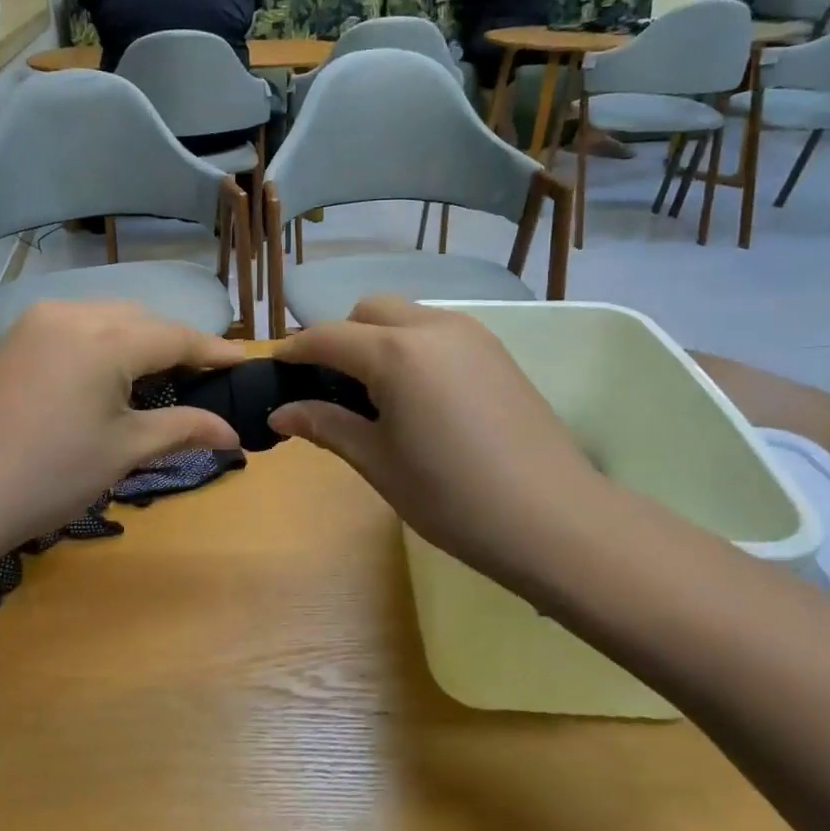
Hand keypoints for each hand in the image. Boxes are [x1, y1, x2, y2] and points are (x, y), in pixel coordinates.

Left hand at [0, 303, 243, 561]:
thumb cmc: (48, 476)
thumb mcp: (123, 451)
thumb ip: (182, 428)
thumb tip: (232, 433)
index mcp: (105, 338)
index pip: (176, 336)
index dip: (214, 351)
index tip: (245, 362)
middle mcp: (72, 314)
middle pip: (143, 320)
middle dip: (177, 344)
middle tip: (205, 376)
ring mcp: (37, 321)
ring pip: (108, 316)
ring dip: (140, 338)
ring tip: (162, 373)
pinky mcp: (15, 338)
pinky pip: (76, 325)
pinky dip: (104, 340)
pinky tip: (110, 371)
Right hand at [270, 299, 606, 597]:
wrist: (553, 519)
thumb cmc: (452, 497)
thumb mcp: (378, 463)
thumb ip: (326, 426)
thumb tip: (281, 411)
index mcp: (396, 353)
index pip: (328, 337)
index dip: (295, 350)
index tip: (276, 369)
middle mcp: (432, 328)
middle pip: (368, 311)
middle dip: (340, 337)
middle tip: (329, 386)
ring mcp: (472, 334)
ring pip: (407, 316)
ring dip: (378, 338)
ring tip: (374, 392)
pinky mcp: (496, 351)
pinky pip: (438, 331)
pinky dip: (412, 346)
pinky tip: (417, 395)